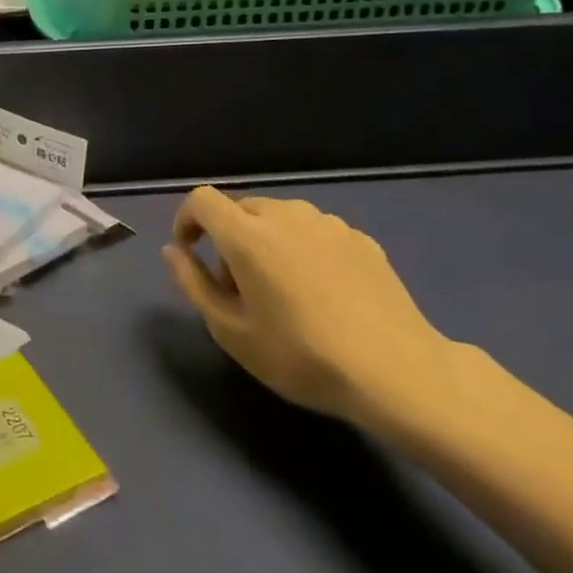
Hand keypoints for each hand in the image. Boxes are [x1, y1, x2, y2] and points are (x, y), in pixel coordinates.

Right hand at [162, 186, 454, 425]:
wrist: (399, 373)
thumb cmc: (303, 356)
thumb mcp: (232, 332)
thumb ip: (194, 284)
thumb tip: (174, 250)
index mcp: (248, 234)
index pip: (202, 200)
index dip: (187, 220)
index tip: (191, 254)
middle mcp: (286, 215)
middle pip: (241, 209)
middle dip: (228, 240)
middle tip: (239, 290)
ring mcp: (328, 223)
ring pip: (280, 219)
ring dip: (266, 242)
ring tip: (283, 292)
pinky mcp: (361, 239)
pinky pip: (315, 233)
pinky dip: (303, 250)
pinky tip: (324, 294)